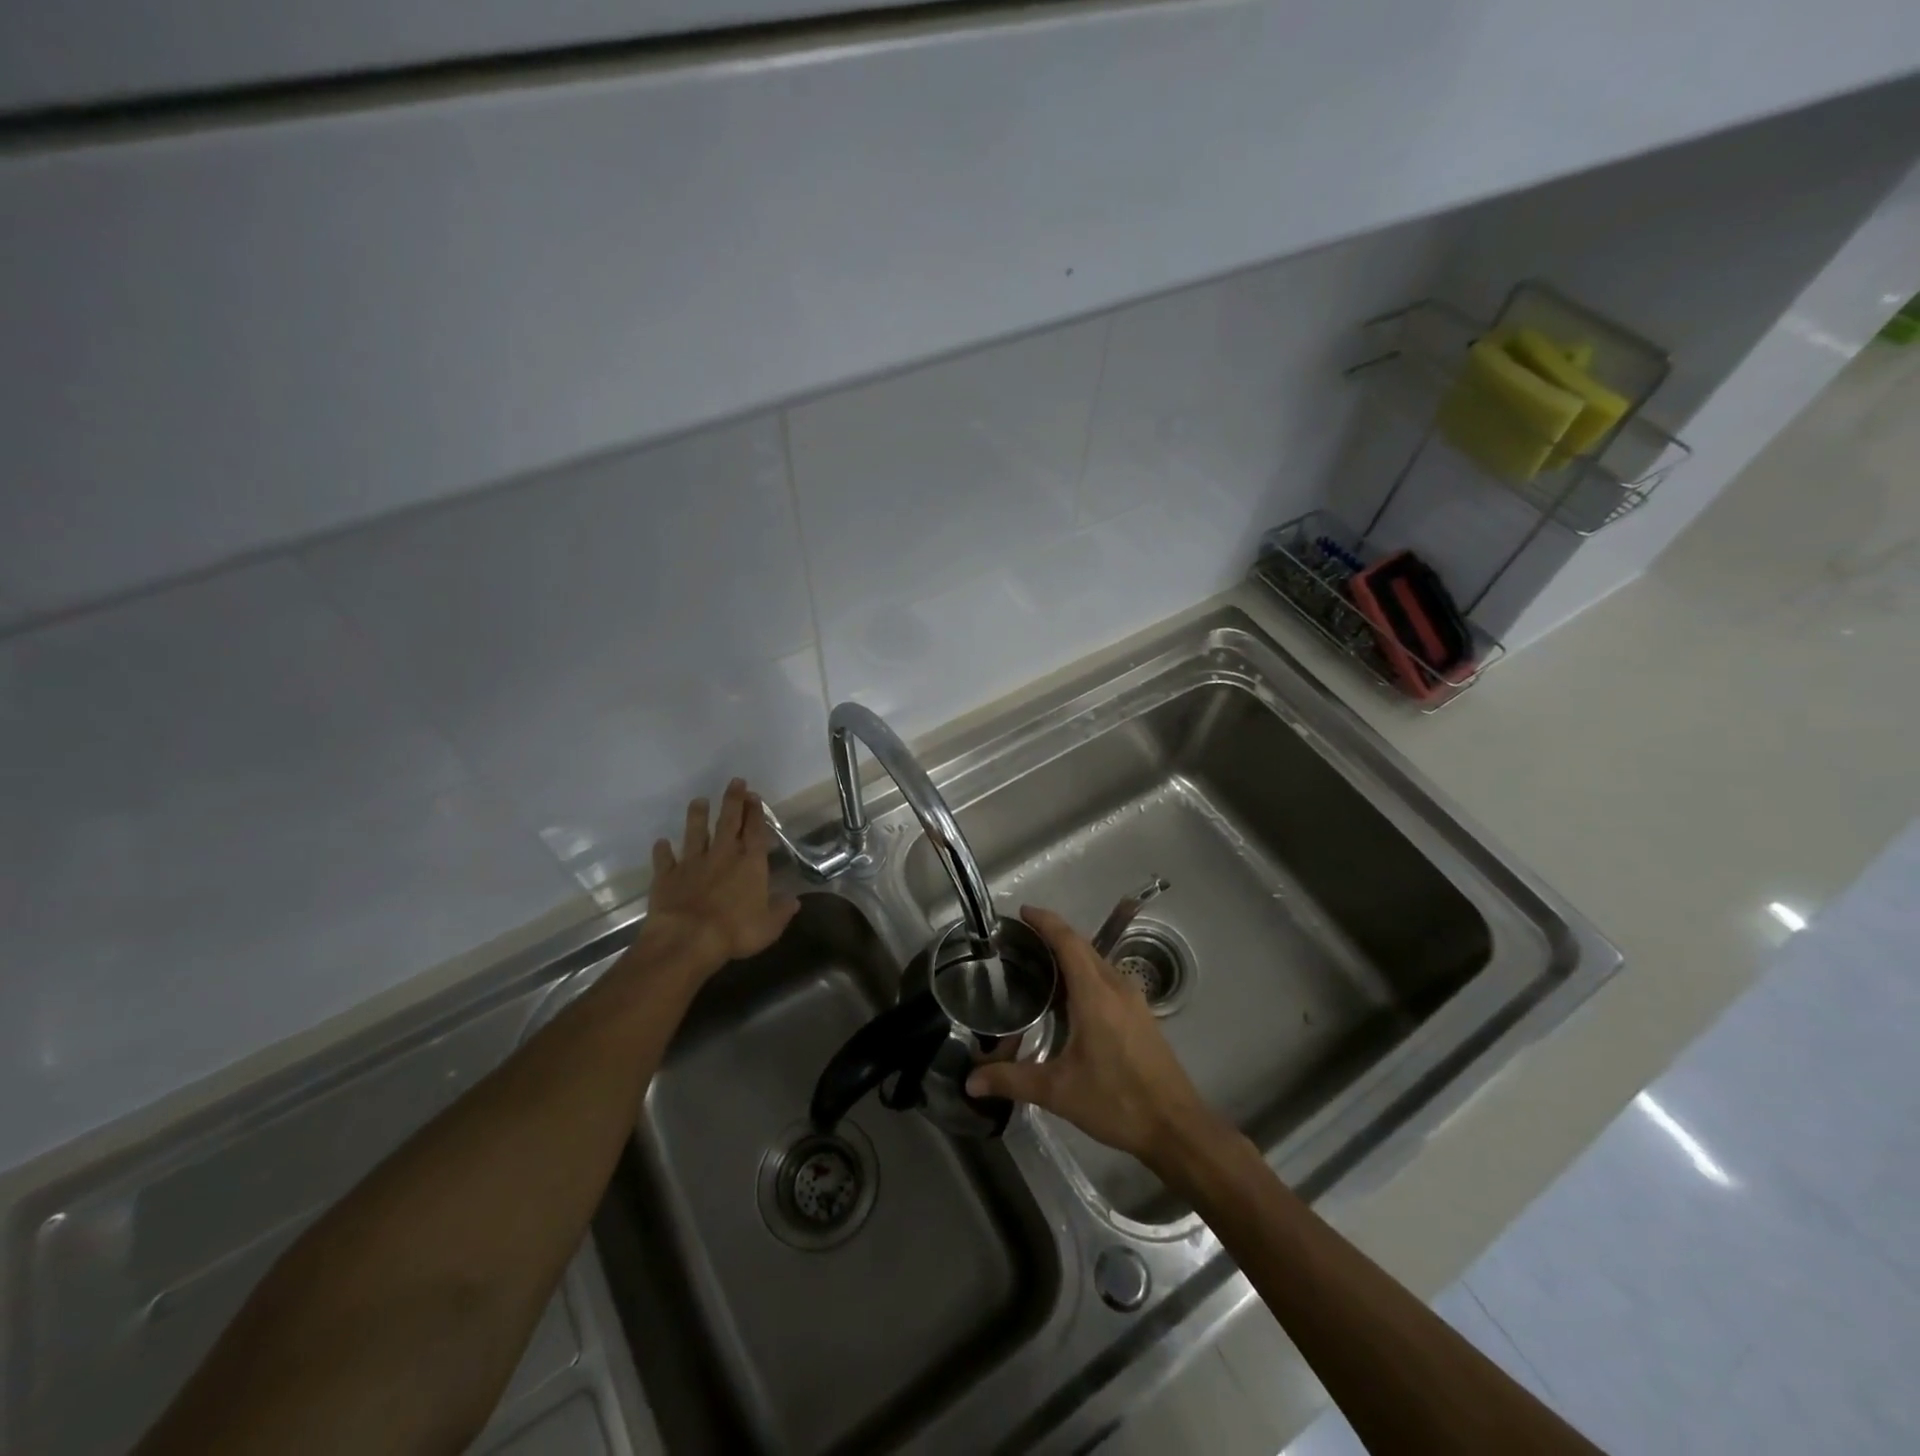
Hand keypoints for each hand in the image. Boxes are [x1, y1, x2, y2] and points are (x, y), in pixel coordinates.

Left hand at [643, 779, 799, 971]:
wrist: (687, 939)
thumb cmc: (735, 931)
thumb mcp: (769, 926)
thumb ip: (781, 910)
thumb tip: (794, 900)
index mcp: (750, 864)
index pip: (755, 831)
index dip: (755, 812)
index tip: (754, 795)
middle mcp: (722, 856)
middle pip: (728, 822)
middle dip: (733, 801)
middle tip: (735, 782)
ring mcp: (693, 863)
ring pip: (695, 833)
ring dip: (697, 817)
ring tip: (698, 801)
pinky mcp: (668, 876)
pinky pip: (665, 860)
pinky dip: (662, 850)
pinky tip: (660, 843)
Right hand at [965, 905, 1219, 1169]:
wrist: (1176, 1127)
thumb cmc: (1117, 1102)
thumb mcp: (1058, 1092)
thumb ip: (1012, 1081)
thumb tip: (971, 1081)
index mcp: (1095, 994)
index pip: (1068, 941)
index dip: (1046, 922)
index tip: (1022, 912)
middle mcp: (1116, 987)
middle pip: (1083, 946)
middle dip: (1053, 935)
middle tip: (1020, 941)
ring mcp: (1133, 1000)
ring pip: (1097, 962)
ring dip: (1070, 955)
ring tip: (1039, 966)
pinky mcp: (1141, 1015)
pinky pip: (1107, 979)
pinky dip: (1084, 974)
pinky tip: (1068, 999)